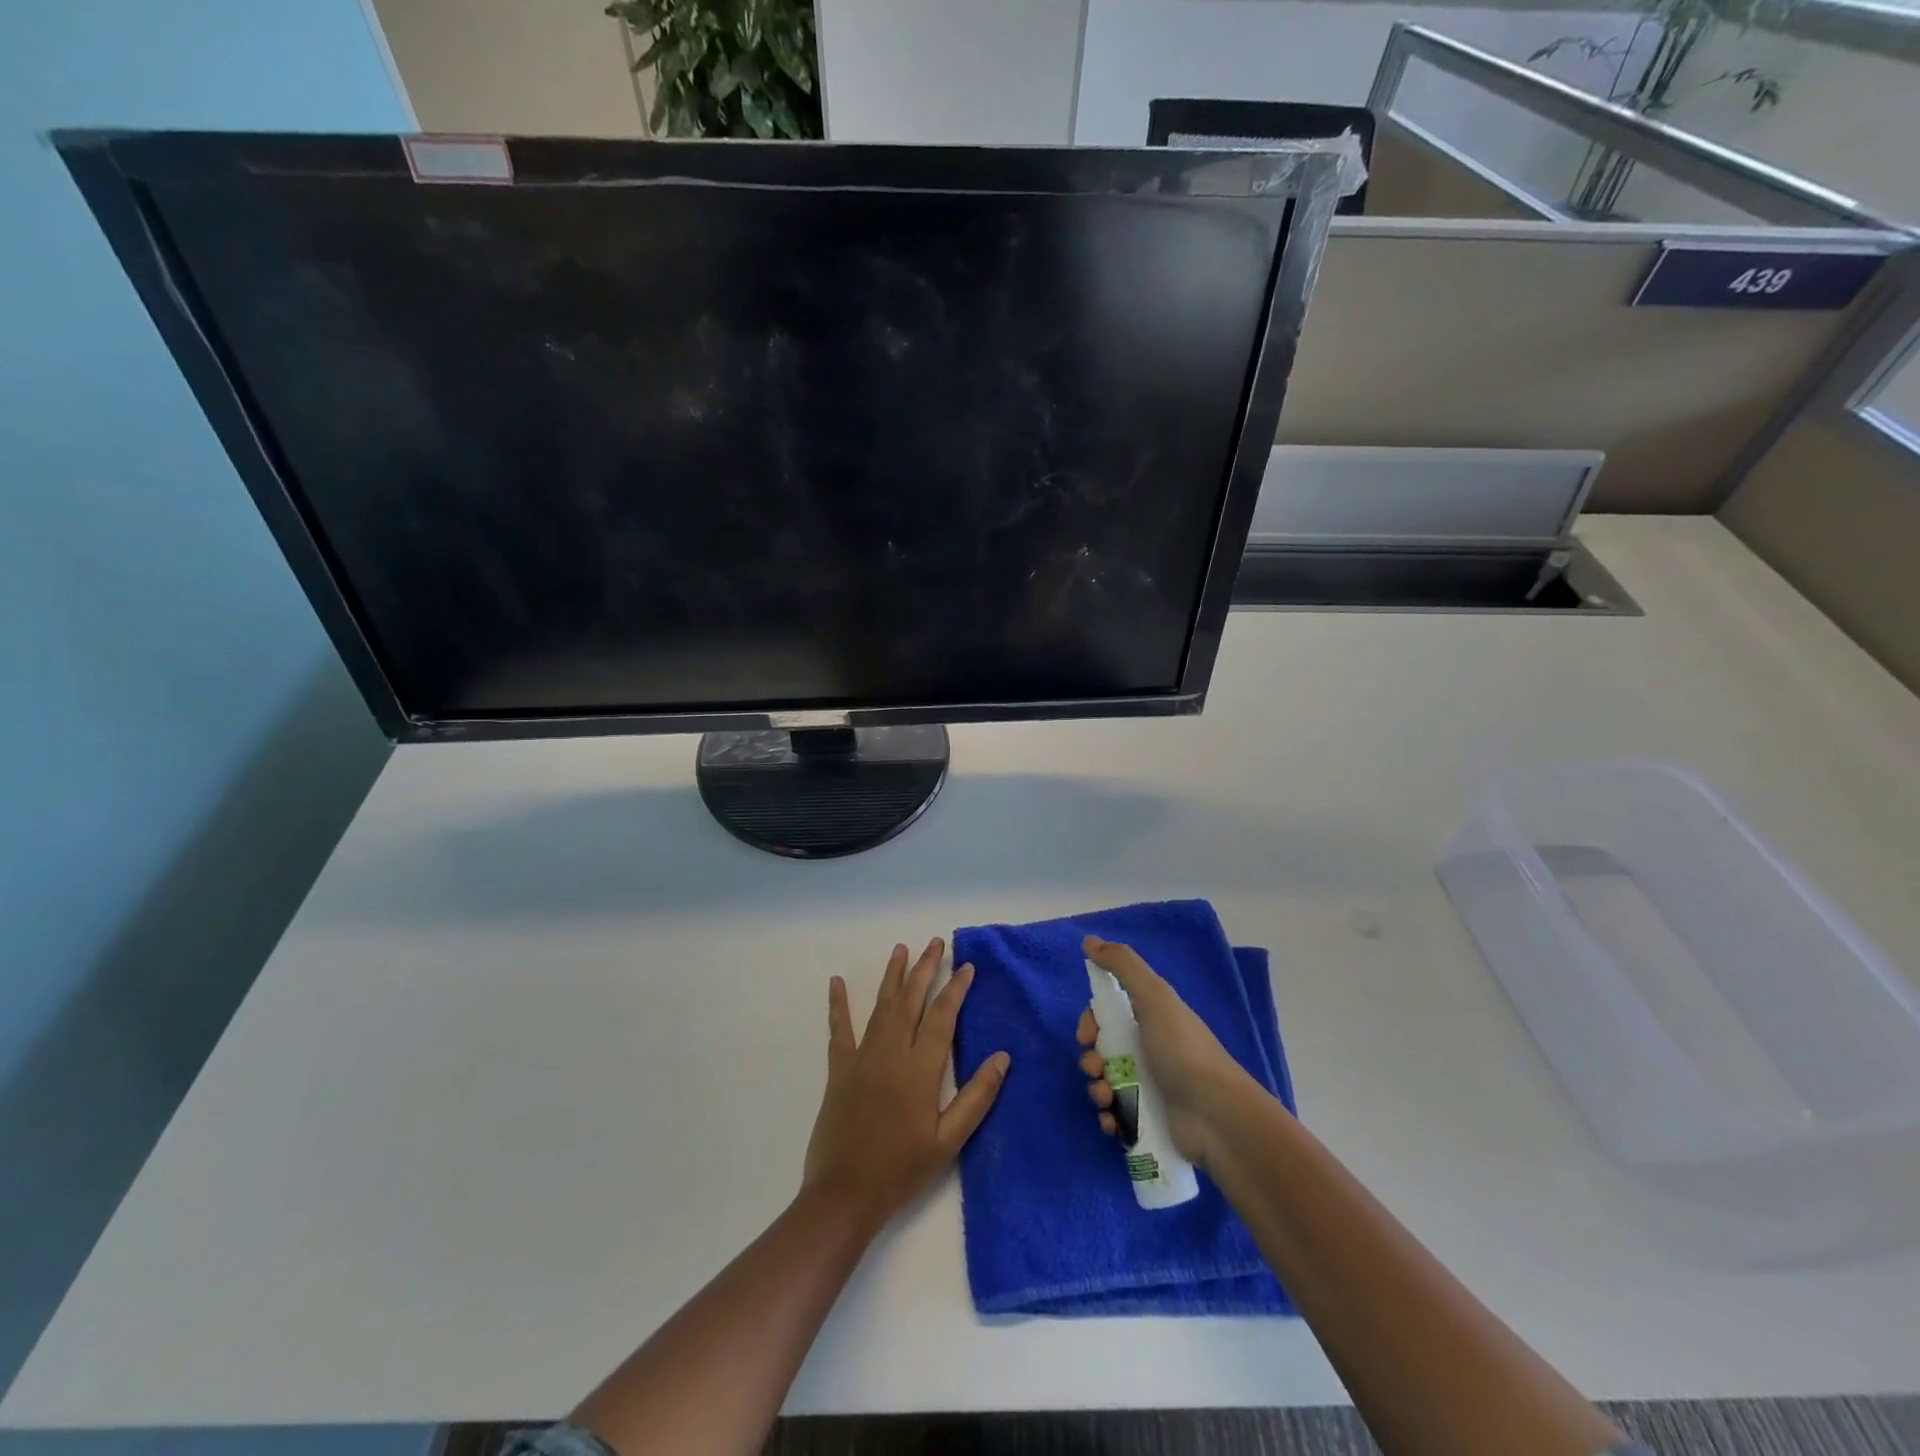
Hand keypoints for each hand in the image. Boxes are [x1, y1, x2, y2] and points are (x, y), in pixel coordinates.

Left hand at [803, 938, 1009, 1231]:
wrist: (845, 1195)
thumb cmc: (902, 1170)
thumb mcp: (949, 1141)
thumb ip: (976, 1097)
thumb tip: (1002, 1058)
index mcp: (920, 1069)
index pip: (942, 1017)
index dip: (955, 989)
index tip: (966, 966)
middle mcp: (892, 1052)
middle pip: (911, 1000)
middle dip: (925, 969)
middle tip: (935, 942)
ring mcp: (862, 1058)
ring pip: (881, 1006)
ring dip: (892, 976)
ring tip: (901, 949)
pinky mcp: (839, 1070)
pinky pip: (839, 1030)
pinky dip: (838, 1005)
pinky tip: (837, 983)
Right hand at [1077, 935, 1253, 1170]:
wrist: (1217, 1116)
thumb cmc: (1183, 1050)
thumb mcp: (1154, 997)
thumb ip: (1122, 965)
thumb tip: (1089, 940)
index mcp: (1149, 1019)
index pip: (1107, 1015)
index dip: (1090, 1022)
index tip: (1087, 1035)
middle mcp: (1147, 1049)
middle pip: (1101, 1049)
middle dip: (1090, 1059)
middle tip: (1096, 1069)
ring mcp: (1148, 1087)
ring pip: (1104, 1083)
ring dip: (1096, 1090)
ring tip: (1107, 1099)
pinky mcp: (1148, 1121)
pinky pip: (1115, 1116)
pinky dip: (1108, 1118)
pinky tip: (1112, 1122)